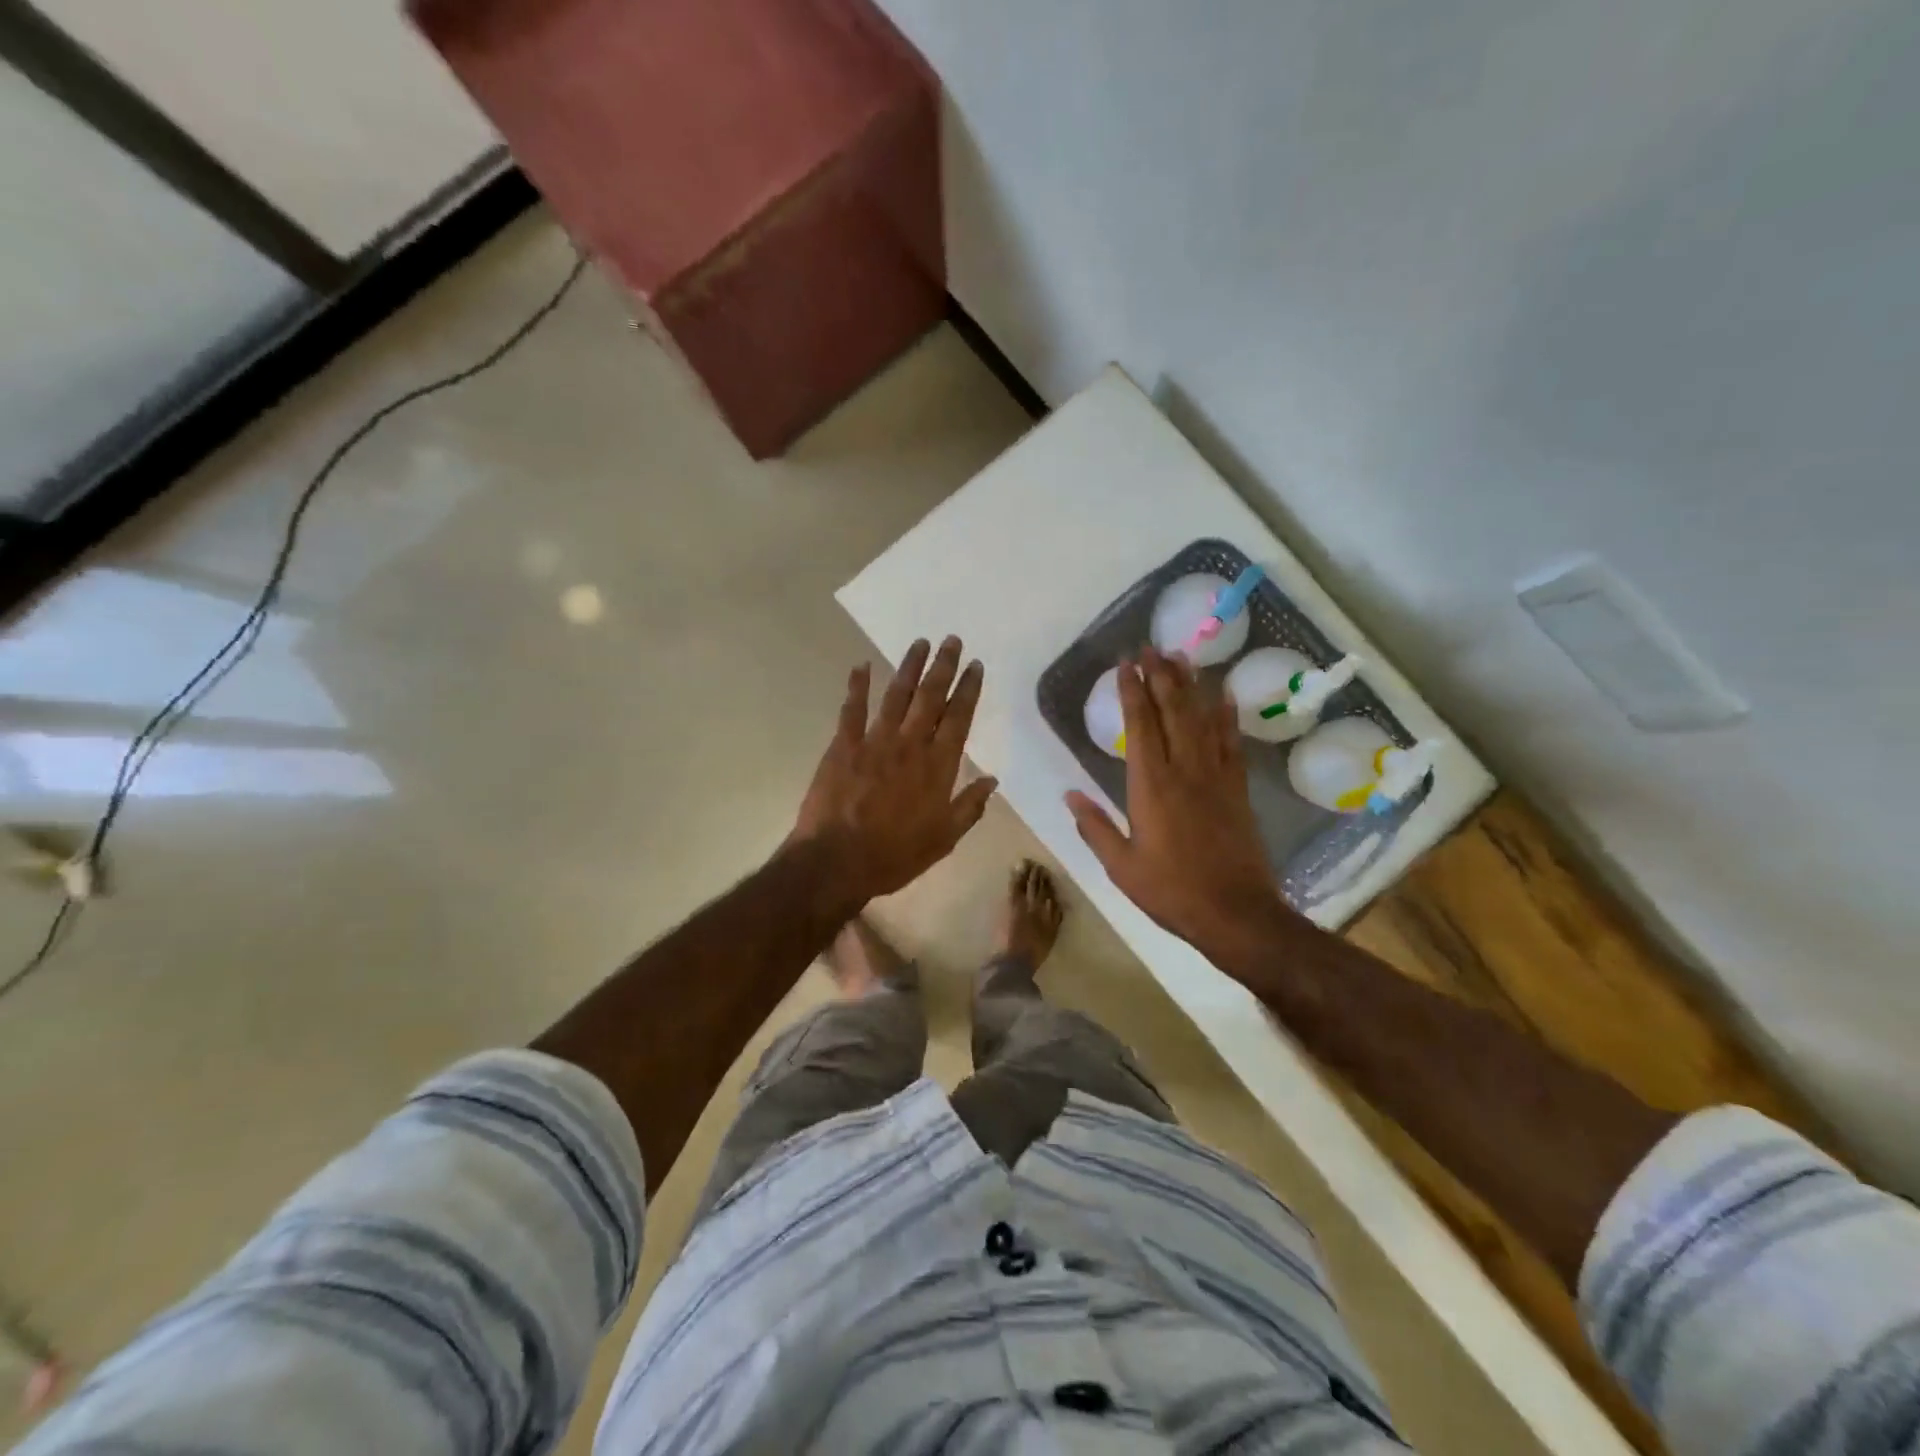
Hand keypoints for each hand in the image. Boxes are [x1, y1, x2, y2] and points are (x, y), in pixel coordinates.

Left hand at [791, 636, 997, 903]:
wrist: (838, 861)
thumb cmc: (895, 855)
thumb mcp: (944, 839)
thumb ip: (970, 807)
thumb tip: (992, 780)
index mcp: (938, 766)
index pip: (958, 718)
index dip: (968, 689)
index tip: (975, 666)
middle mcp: (910, 744)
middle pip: (931, 697)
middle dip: (943, 666)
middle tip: (952, 640)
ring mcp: (875, 741)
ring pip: (896, 695)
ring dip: (909, 667)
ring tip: (920, 643)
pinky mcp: (844, 746)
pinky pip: (852, 709)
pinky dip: (856, 686)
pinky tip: (861, 665)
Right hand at [1065, 647, 1289, 959]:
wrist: (1236, 913)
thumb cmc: (1171, 891)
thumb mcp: (1121, 867)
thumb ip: (1094, 827)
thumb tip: (1068, 793)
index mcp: (1151, 786)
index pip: (1140, 726)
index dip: (1131, 692)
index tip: (1125, 665)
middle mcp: (1185, 771)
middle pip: (1173, 712)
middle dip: (1160, 677)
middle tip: (1151, 647)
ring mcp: (1216, 778)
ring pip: (1202, 720)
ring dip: (1191, 687)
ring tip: (1181, 657)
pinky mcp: (1238, 790)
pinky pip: (1232, 744)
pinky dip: (1227, 718)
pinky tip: (1225, 697)